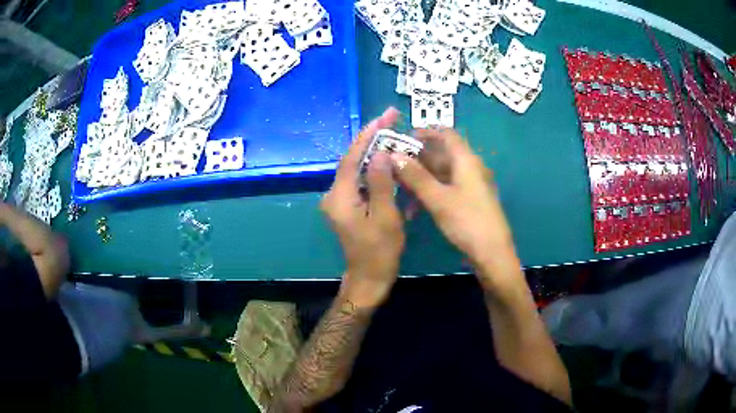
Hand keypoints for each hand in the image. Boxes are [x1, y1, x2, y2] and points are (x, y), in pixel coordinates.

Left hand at [322, 108, 403, 307]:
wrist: (368, 279)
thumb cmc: (379, 252)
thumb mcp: (385, 216)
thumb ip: (380, 182)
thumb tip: (379, 152)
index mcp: (340, 196)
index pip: (352, 157)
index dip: (368, 134)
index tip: (384, 116)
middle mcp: (335, 194)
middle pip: (353, 159)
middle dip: (372, 138)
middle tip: (392, 119)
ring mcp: (340, 201)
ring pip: (357, 169)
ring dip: (375, 152)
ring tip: (394, 134)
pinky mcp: (348, 206)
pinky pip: (361, 181)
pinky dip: (375, 170)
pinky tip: (389, 161)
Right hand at [391, 128, 516, 283]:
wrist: (492, 254)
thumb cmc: (467, 222)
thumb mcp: (438, 198)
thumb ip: (416, 176)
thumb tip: (393, 155)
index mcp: (466, 161)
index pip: (446, 134)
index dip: (425, 132)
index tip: (402, 138)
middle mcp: (470, 168)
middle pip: (442, 154)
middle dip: (418, 158)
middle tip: (394, 165)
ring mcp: (471, 185)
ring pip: (442, 173)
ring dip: (421, 178)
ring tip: (399, 188)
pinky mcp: (469, 201)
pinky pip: (446, 188)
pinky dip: (430, 192)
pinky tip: (415, 207)